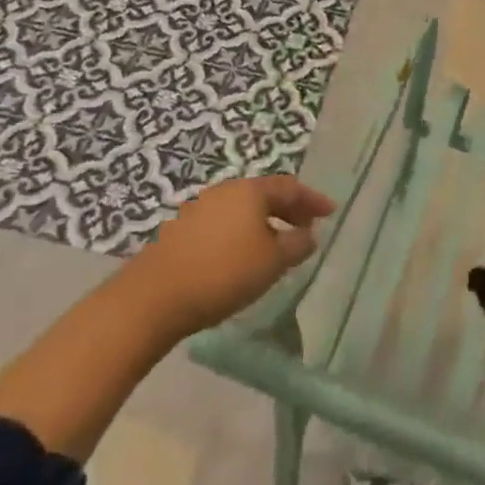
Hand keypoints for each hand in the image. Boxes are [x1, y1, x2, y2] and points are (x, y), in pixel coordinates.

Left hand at [136, 175, 335, 337]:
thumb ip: (296, 245)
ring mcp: (201, 207)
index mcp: (251, 190)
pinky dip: (242, 233)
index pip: (290, 187)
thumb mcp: (271, 262)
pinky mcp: (182, 229)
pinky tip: (243, 256)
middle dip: (289, 210)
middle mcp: (226, 190)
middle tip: (307, 228)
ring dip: (265, 223)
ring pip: (243, 209)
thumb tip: (309, 234)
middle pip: (265, 195)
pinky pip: (224, 223)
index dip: (313, 199)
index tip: (330, 211)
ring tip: (277, 245)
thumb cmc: (223, 272)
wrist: (153, 296)